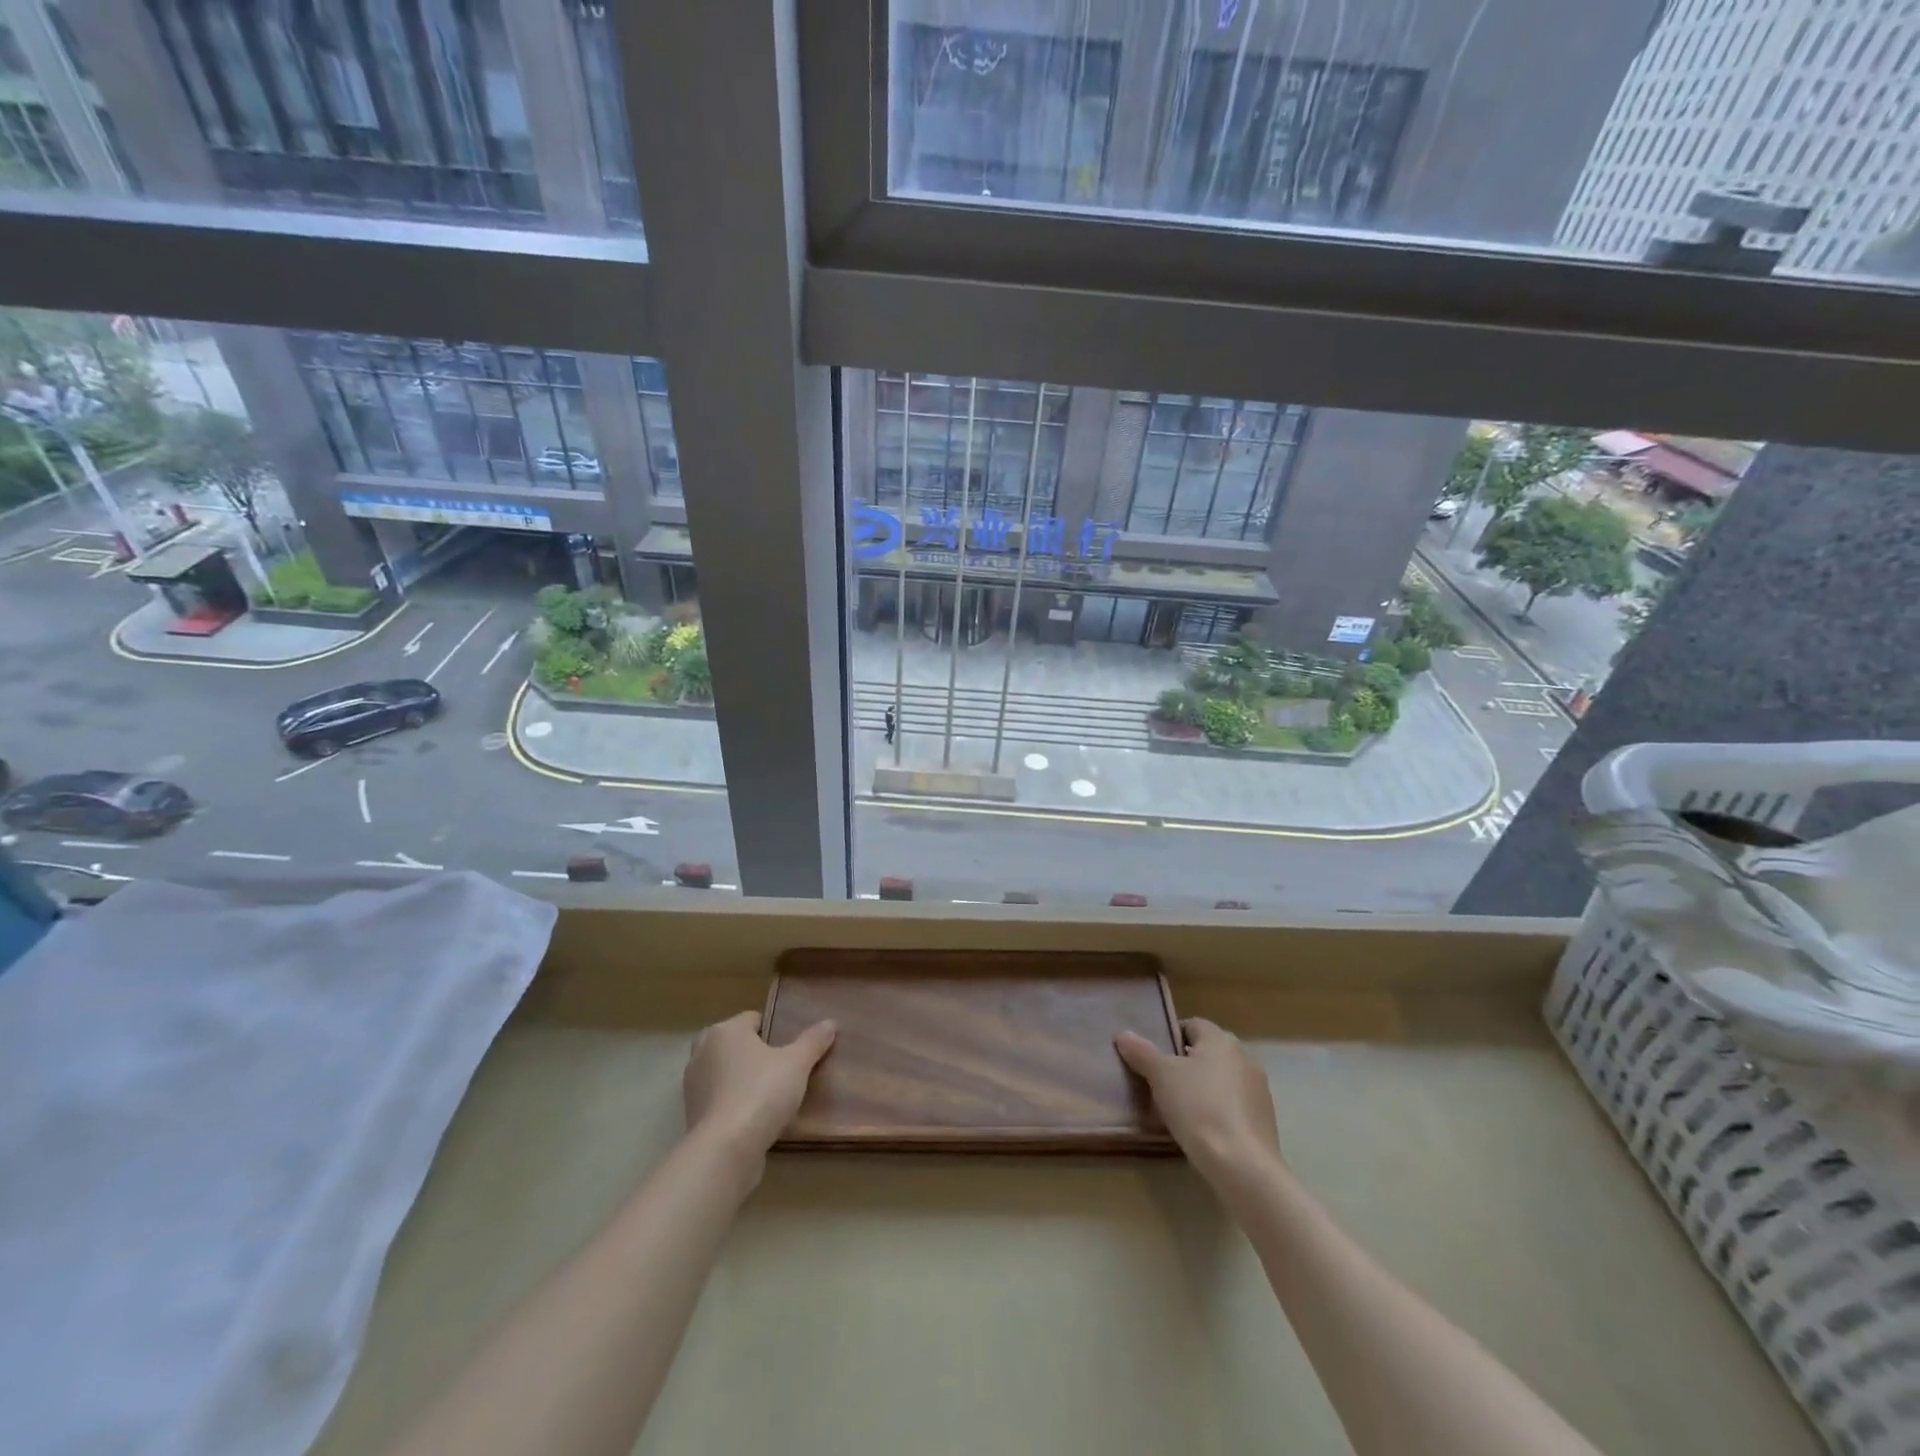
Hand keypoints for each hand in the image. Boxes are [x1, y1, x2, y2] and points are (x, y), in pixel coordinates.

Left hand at [682, 1010, 835, 1165]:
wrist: (725, 1151)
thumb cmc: (761, 1093)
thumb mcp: (797, 1064)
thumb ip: (813, 1041)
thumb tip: (830, 1022)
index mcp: (725, 1031)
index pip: (754, 1019)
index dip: (775, 1030)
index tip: (793, 1048)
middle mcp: (703, 1052)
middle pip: (736, 1045)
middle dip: (755, 1054)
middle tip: (782, 1068)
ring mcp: (693, 1086)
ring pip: (726, 1073)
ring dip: (743, 1080)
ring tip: (772, 1095)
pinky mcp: (693, 1116)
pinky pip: (720, 1100)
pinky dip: (734, 1104)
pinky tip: (756, 1118)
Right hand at [1116, 1017, 1282, 1189]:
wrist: (1243, 1165)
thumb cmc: (1198, 1108)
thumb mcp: (1161, 1077)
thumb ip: (1141, 1052)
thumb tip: (1123, 1033)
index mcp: (1220, 1039)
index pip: (1192, 1024)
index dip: (1170, 1037)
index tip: (1154, 1058)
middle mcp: (1243, 1056)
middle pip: (1207, 1051)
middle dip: (1186, 1063)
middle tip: (1162, 1083)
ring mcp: (1258, 1088)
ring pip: (1221, 1078)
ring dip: (1203, 1086)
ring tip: (1180, 1108)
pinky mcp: (1264, 1117)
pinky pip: (1234, 1103)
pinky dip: (1219, 1109)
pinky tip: (1204, 1128)